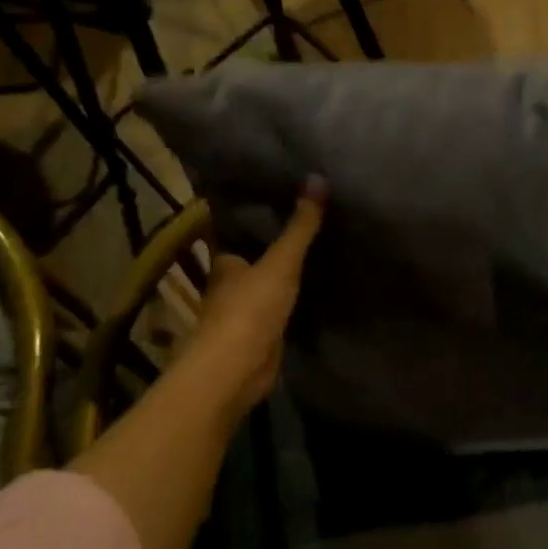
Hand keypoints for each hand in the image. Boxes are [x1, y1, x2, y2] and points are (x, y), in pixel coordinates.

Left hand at [180, 179, 325, 422]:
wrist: (237, 369)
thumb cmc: (249, 309)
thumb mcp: (281, 262)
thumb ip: (300, 226)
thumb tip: (317, 179)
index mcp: (226, 263)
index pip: (241, 234)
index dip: (259, 220)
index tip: (283, 200)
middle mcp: (230, 285)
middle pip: (255, 260)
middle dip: (276, 248)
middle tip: (311, 224)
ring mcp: (245, 313)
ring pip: (268, 286)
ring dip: (286, 276)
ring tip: (321, 252)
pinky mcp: (261, 337)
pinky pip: (281, 310)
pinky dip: (295, 301)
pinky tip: (318, 291)